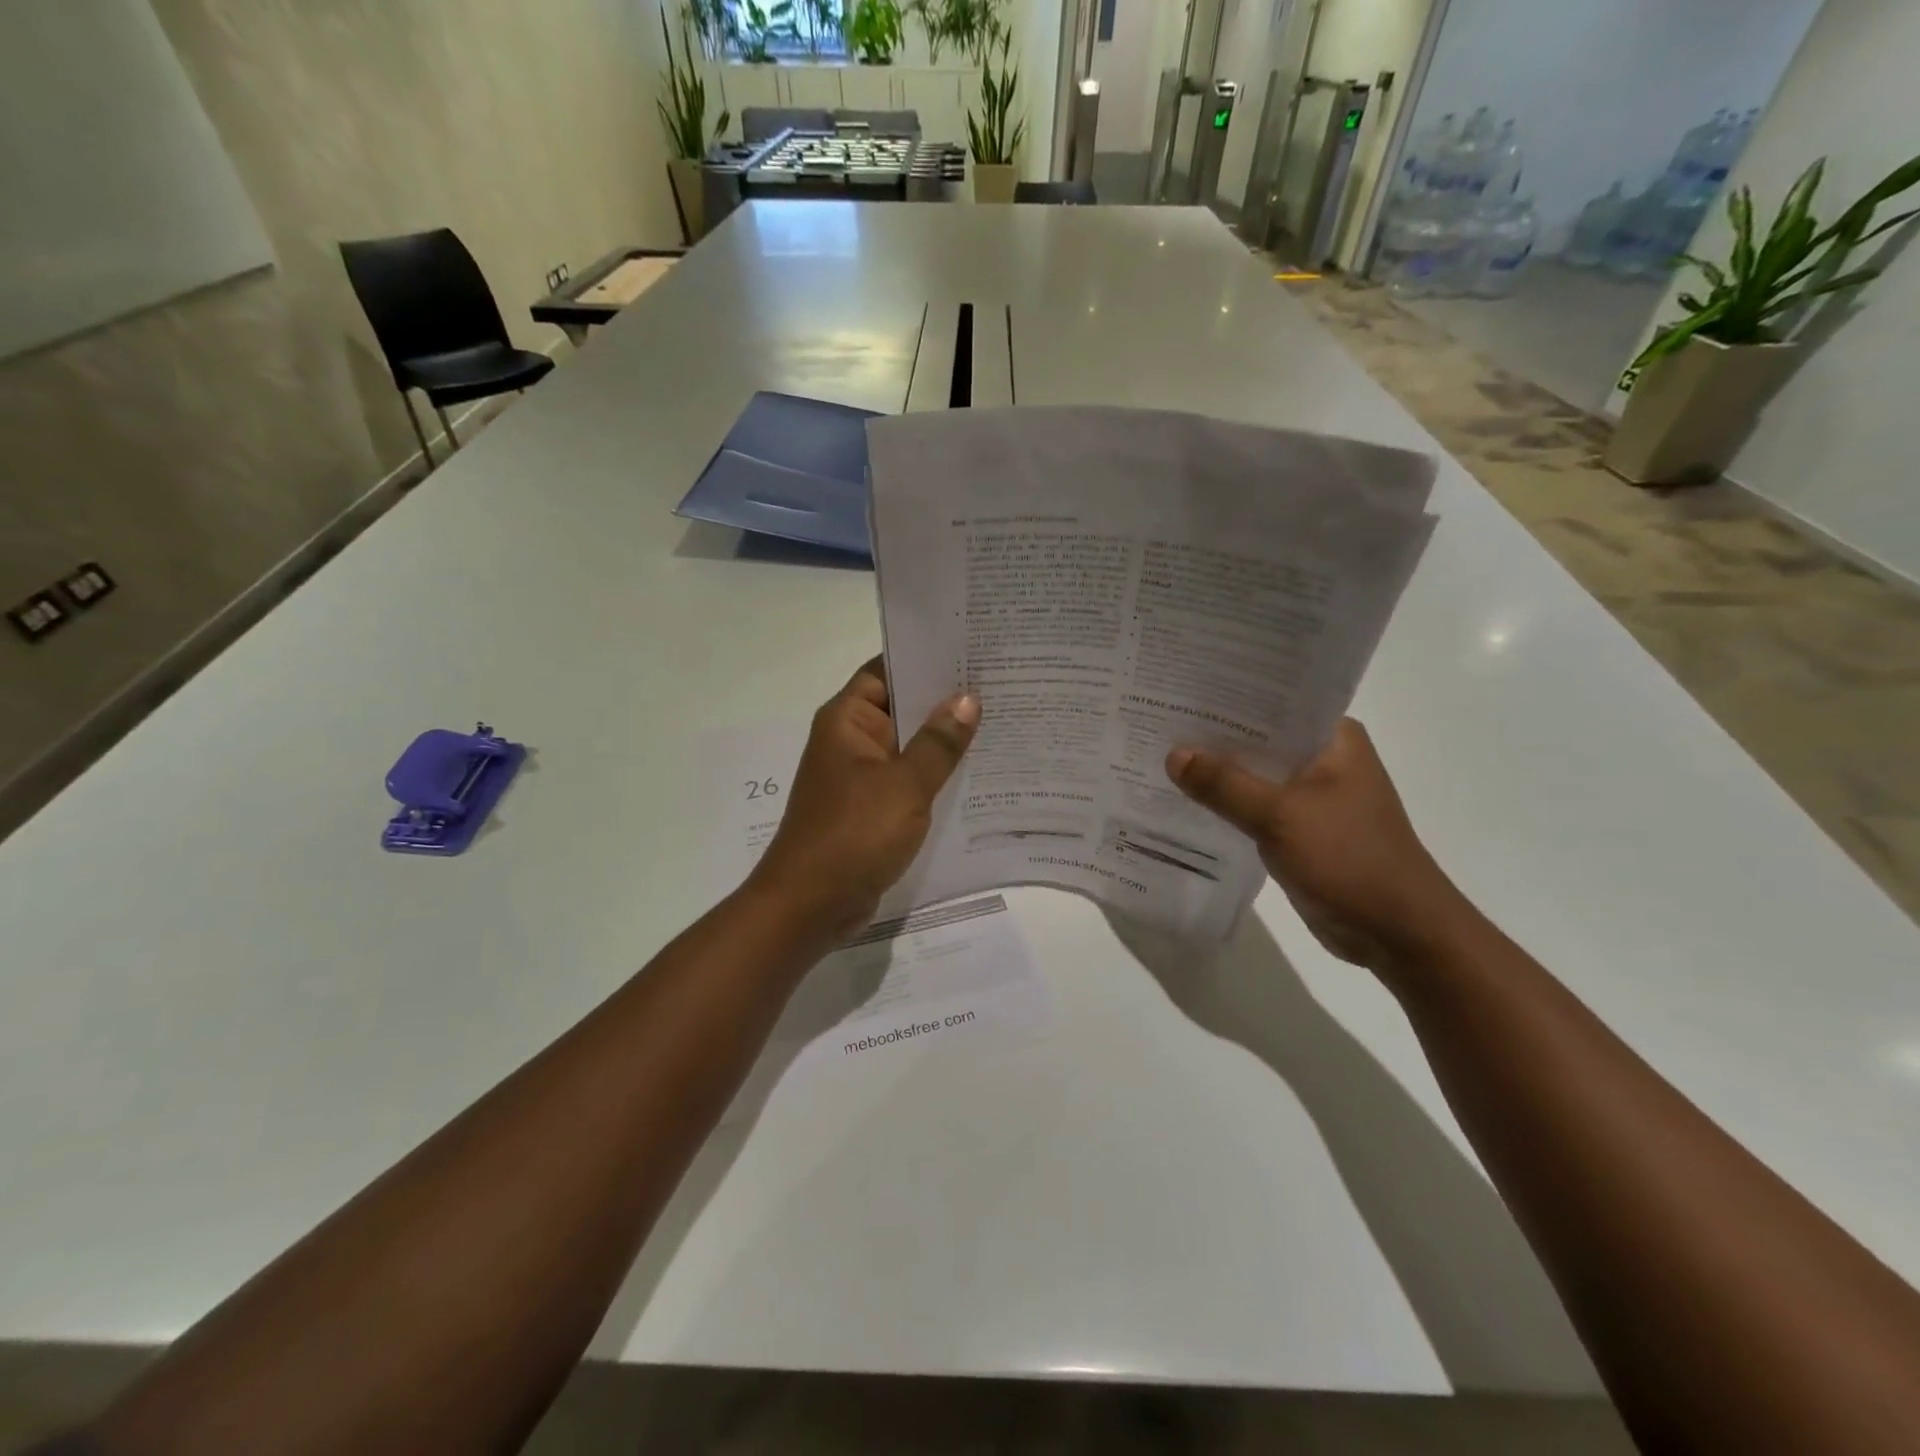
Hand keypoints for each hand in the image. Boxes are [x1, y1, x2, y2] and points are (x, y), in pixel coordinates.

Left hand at [749, 658, 979, 939]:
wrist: (809, 906)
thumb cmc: (852, 835)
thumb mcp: (904, 786)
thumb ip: (938, 743)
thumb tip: (968, 698)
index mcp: (848, 720)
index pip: (887, 670)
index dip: (926, 657)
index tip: (973, 648)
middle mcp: (852, 740)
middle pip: (901, 706)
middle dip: (945, 699)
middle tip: (1002, 683)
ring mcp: (861, 776)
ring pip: (908, 745)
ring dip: (944, 739)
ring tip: (1001, 720)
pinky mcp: (871, 808)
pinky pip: (908, 779)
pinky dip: (935, 774)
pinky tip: (977, 771)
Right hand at [1167, 720, 1474, 970]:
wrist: (1397, 932)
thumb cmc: (1350, 859)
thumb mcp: (1281, 816)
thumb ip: (1225, 784)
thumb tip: (1174, 755)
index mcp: (1332, 739)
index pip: (1273, 702)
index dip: (1226, 697)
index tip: (1179, 689)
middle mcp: (1322, 759)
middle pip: (1258, 739)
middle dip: (1212, 735)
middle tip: (1157, 719)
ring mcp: (1311, 796)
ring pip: (1253, 774)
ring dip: (1216, 772)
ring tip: (1159, 754)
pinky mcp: (1299, 829)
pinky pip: (1252, 806)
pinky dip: (1225, 804)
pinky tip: (1184, 799)